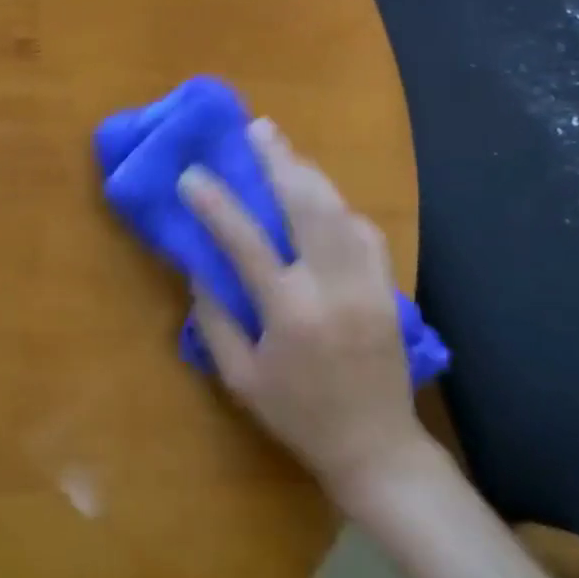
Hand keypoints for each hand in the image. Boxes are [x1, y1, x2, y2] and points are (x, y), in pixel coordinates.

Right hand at [177, 120, 431, 503]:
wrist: (378, 450)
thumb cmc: (299, 416)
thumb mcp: (240, 378)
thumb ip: (214, 320)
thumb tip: (198, 266)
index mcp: (290, 313)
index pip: (245, 242)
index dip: (215, 203)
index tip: (191, 174)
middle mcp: (331, 287)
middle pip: (306, 205)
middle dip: (279, 161)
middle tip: (257, 128)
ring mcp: (366, 283)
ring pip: (338, 209)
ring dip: (308, 172)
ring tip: (283, 147)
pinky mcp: (387, 287)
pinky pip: (363, 229)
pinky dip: (338, 203)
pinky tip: (320, 193)